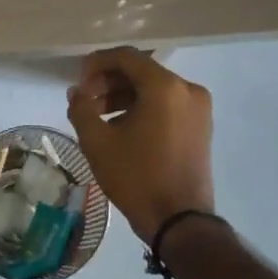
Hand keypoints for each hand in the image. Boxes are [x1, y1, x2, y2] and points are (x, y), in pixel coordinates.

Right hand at [67, 48, 214, 243]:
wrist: (180, 221)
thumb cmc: (137, 177)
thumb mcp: (98, 142)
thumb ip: (82, 108)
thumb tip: (77, 91)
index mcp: (164, 86)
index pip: (126, 57)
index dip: (97, 63)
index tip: (78, 81)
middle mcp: (187, 89)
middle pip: (141, 71)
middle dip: (109, 82)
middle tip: (85, 100)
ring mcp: (199, 108)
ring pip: (154, 89)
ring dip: (125, 96)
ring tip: (98, 117)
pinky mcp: (201, 126)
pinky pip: (167, 104)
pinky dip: (144, 108)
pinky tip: (122, 127)